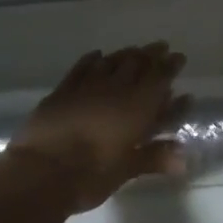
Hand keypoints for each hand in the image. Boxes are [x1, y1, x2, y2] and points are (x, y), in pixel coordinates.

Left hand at [6, 43, 188, 212]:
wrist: (39, 172)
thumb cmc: (90, 175)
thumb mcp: (126, 170)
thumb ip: (154, 157)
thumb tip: (183, 159)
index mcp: (136, 107)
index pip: (159, 79)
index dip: (170, 66)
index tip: (178, 57)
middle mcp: (115, 90)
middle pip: (137, 64)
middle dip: (151, 55)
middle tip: (160, 47)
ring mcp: (86, 87)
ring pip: (111, 62)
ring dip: (126, 54)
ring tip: (134, 50)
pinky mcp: (62, 91)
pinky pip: (81, 68)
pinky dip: (92, 59)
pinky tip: (97, 55)